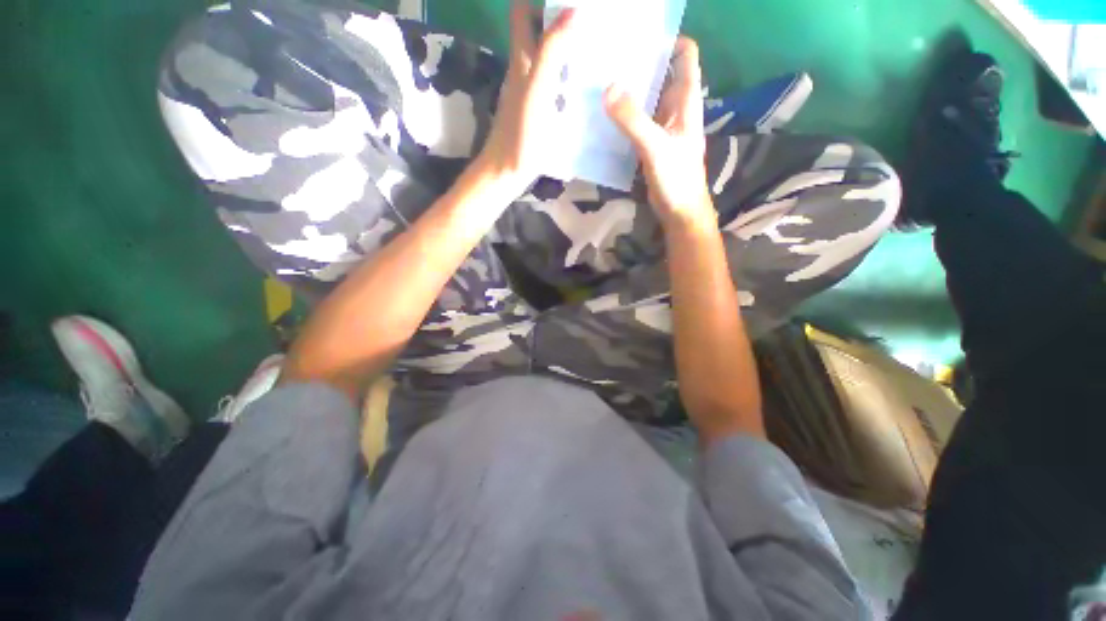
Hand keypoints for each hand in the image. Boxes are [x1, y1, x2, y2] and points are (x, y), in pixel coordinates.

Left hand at [474, 2, 575, 196]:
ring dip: (567, 49)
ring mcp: (531, 93)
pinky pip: (554, 84)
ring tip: (598, 48)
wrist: (507, 173)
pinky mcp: (538, 112)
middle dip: (560, 21)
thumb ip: (550, 53)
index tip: (567, 3)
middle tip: (593, 24)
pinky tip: (587, 87)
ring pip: (547, 58)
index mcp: (522, 60)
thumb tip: (572, 9)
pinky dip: (568, 77)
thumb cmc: (520, 136)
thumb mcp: (536, 92)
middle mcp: (524, 71)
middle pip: (537, 32)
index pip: (522, 13)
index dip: (540, 2)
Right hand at [603, 38, 714, 229]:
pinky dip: (623, 116)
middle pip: (661, 75)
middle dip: (641, 64)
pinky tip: (604, 115)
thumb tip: (608, 88)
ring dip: (629, 91)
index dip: (668, 41)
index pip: (685, 57)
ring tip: (602, 80)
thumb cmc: (676, 178)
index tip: (641, 37)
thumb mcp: (655, 147)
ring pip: (647, 99)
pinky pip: (636, 122)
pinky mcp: (650, 145)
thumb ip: (633, 120)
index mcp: (686, 101)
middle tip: (610, 57)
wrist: (679, 211)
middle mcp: (675, 109)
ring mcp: (662, 128)